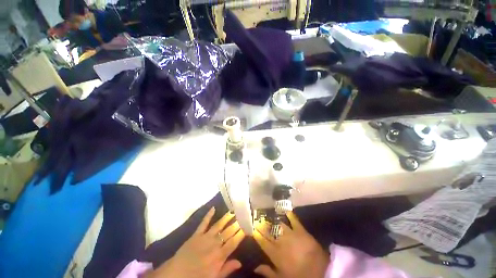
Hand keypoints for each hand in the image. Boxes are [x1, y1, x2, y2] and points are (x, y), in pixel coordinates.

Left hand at [148, 207, 244, 277]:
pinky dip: (208, 215)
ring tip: (233, 211)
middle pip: (228, 232)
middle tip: (242, 216)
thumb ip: (226, 269)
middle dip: (236, 224)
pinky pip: (204, 222)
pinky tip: (213, 208)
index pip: (233, 242)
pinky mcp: (196, 234)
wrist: (176, 274)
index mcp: (219, 256)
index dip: (240, 234)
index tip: (247, 227)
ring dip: (226, 218)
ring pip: (218, 225)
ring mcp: (205, 237)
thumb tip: (240, 262)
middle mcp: (214, 244)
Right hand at [253, 212, 329, 277]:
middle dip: (262, 224)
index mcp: (275, 254)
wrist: (320, 272)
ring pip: (278, 224)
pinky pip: (294, 220)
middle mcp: (281, 241)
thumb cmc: (299, 276)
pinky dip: (289, 214)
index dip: (257, 233)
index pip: (263, 241)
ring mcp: (291, 234)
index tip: (252, 227)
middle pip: (269, 231)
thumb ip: (268, 272)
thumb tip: (255, 267)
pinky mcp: (301, 230)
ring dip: (272, 219)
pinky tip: (285, 210)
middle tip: (258, 218)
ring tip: (267, 214)